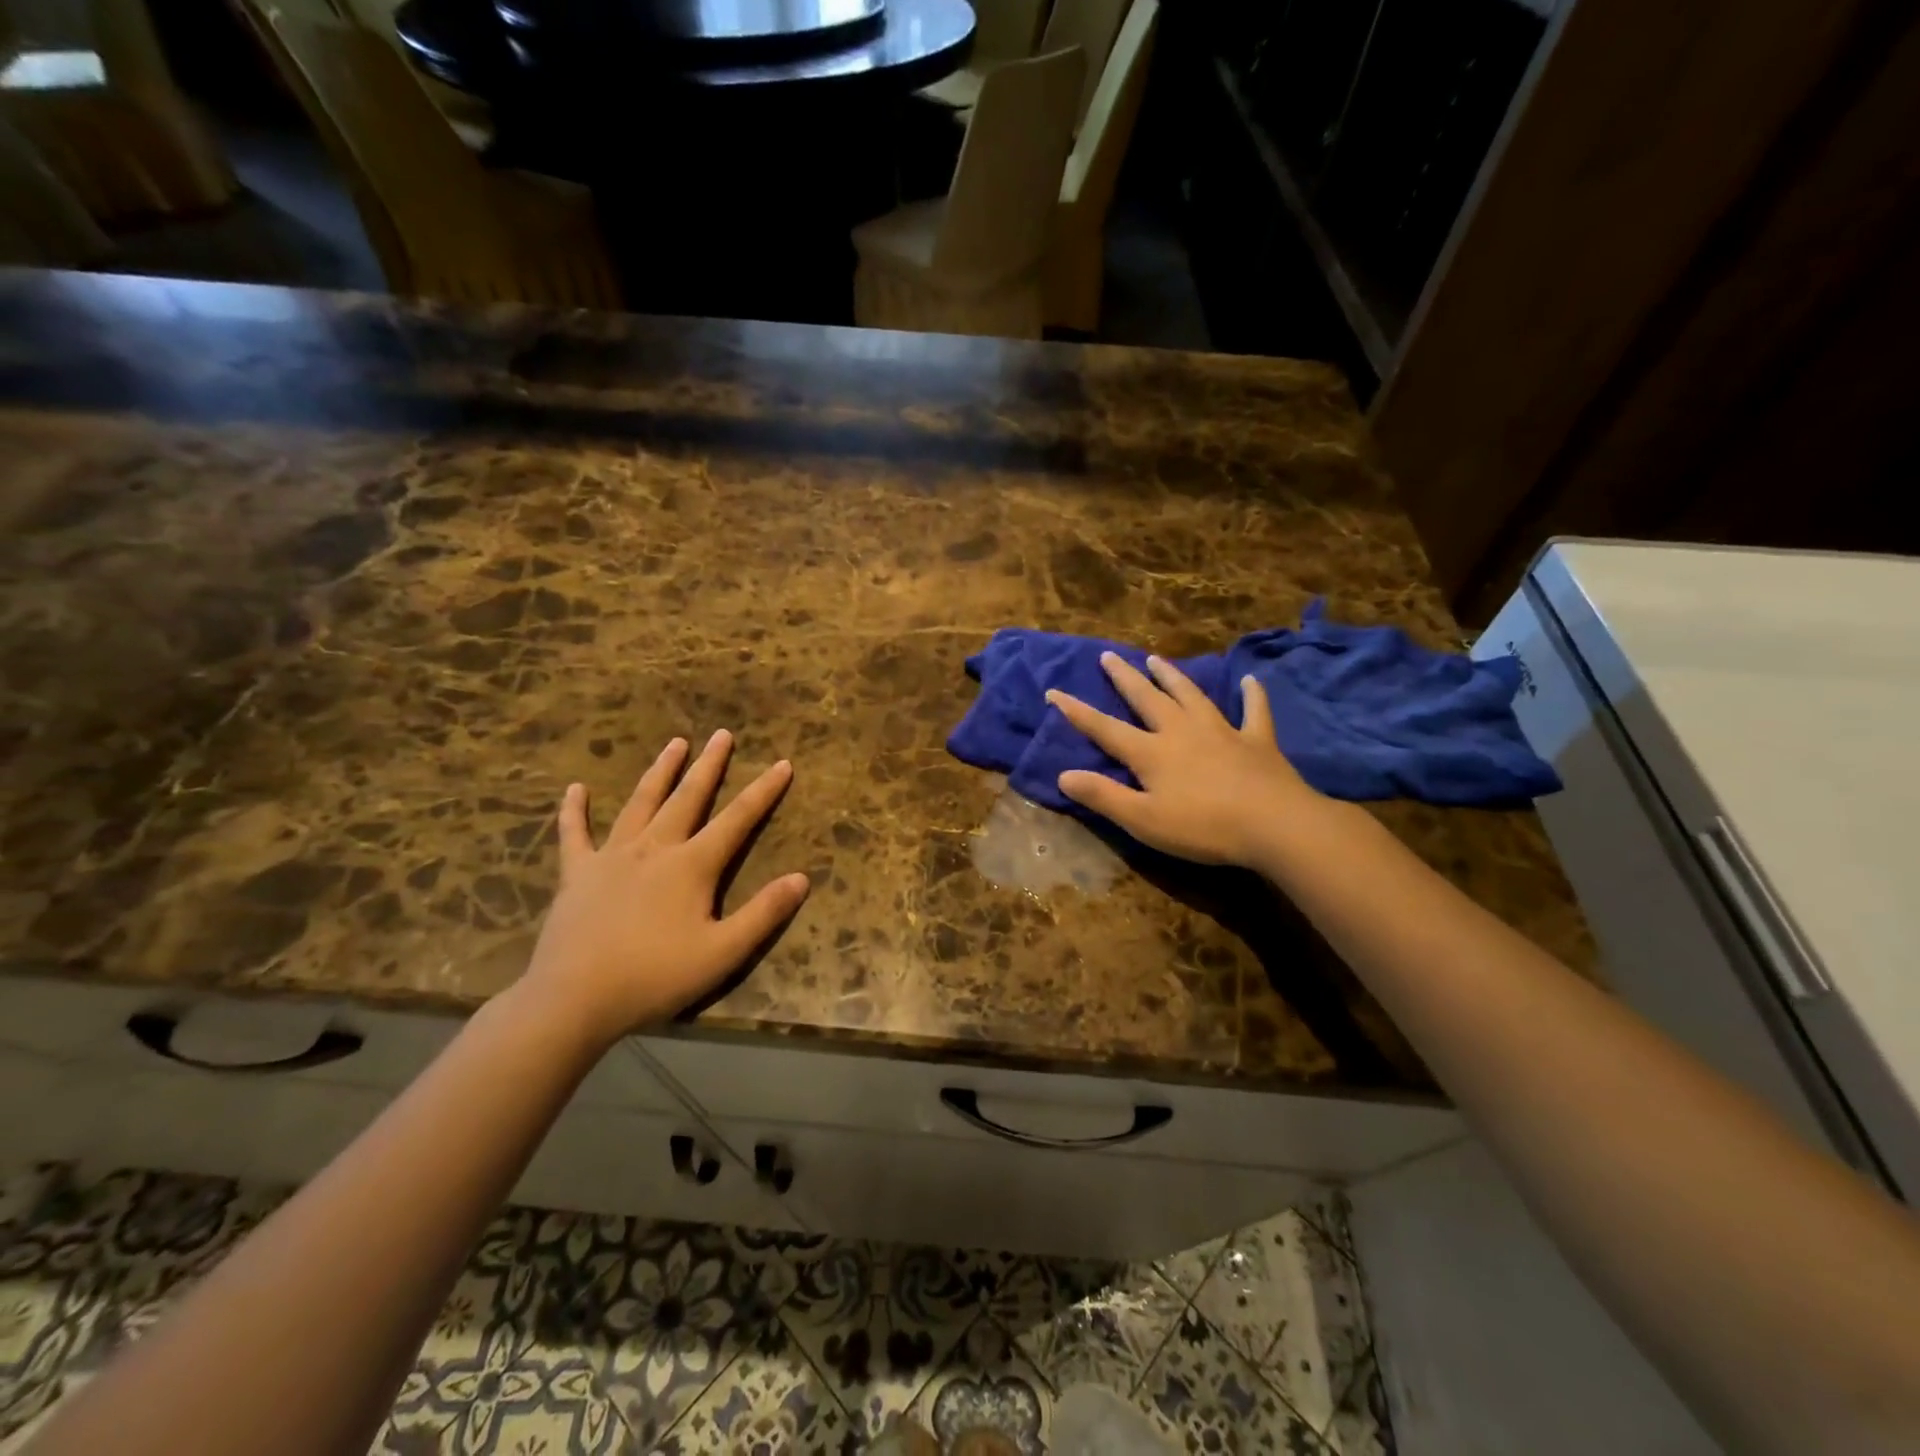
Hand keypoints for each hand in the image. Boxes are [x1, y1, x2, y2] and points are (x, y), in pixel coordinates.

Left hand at [520, 730, 808, 1044]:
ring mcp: (612, 857)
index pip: (738, 820)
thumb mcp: (722, 953)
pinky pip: (575, 834)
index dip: (764, 791)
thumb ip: (764, 913)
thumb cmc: (655, 977)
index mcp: (692, 865)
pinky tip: (575, 789)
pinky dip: (574, 811)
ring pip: (641, 803)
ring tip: (675, 743)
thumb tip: (802, 878)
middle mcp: (655, 848)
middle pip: (688, 798)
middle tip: (722, 734)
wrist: (573, 1000)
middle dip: (710, 766)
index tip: (783, 763)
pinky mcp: (577, 874)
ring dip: (660, 772)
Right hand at [1047, 653, 1331, 867]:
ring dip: (1172, 677)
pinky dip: (1251, 696)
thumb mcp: (1143, 819)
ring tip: (1157, 659)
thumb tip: (1063, 775)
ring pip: (1191, 696)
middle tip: (1109, 656)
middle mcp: (1181, 732)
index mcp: (1151, 752)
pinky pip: (1253, 712)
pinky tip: (1250, 682)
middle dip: (1125, 678)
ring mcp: (1221, 732)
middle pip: (1147, 699)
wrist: (1274, 825)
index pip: (1105, 728)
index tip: (1053, 691)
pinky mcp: (1256, 741)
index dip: (1077, 712)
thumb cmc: (1203, 827)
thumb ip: (1103, 796)